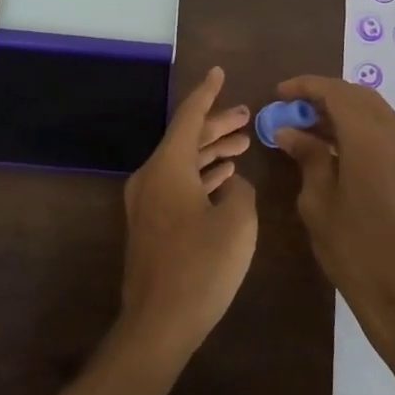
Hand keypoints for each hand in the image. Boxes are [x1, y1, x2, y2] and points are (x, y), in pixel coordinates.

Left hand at [116, 67, 257, 363]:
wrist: (159, 322)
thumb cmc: (202, 266)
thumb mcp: (237, 222)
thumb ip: (241, 192)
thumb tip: (233, 184)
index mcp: (168, 166)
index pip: (189, 117)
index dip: (208, 93)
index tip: (219, 72)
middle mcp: (152, 176)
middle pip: (186, 139)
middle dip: (217, 125)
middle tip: (246, 115)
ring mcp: (147, 202)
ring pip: (183, 163)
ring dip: (211, 152)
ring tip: (242, 143)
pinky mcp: (151, 224)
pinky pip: (178, 184)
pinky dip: (201, 176)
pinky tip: (224, 177)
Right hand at [272, 75, 394, 341]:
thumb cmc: (352, 248)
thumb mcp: (318, 201)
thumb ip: (308, 157)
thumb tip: (289, 131)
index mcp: (370, 139)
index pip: (336, 93)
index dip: (306, 87)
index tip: (279, 93)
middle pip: (358, 95)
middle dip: (324, 95)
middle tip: (291, 108)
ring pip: (373, 110)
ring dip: (341, 109)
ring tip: (307, 126)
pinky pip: (384, 130)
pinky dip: (358, 126)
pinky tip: (333, 145)